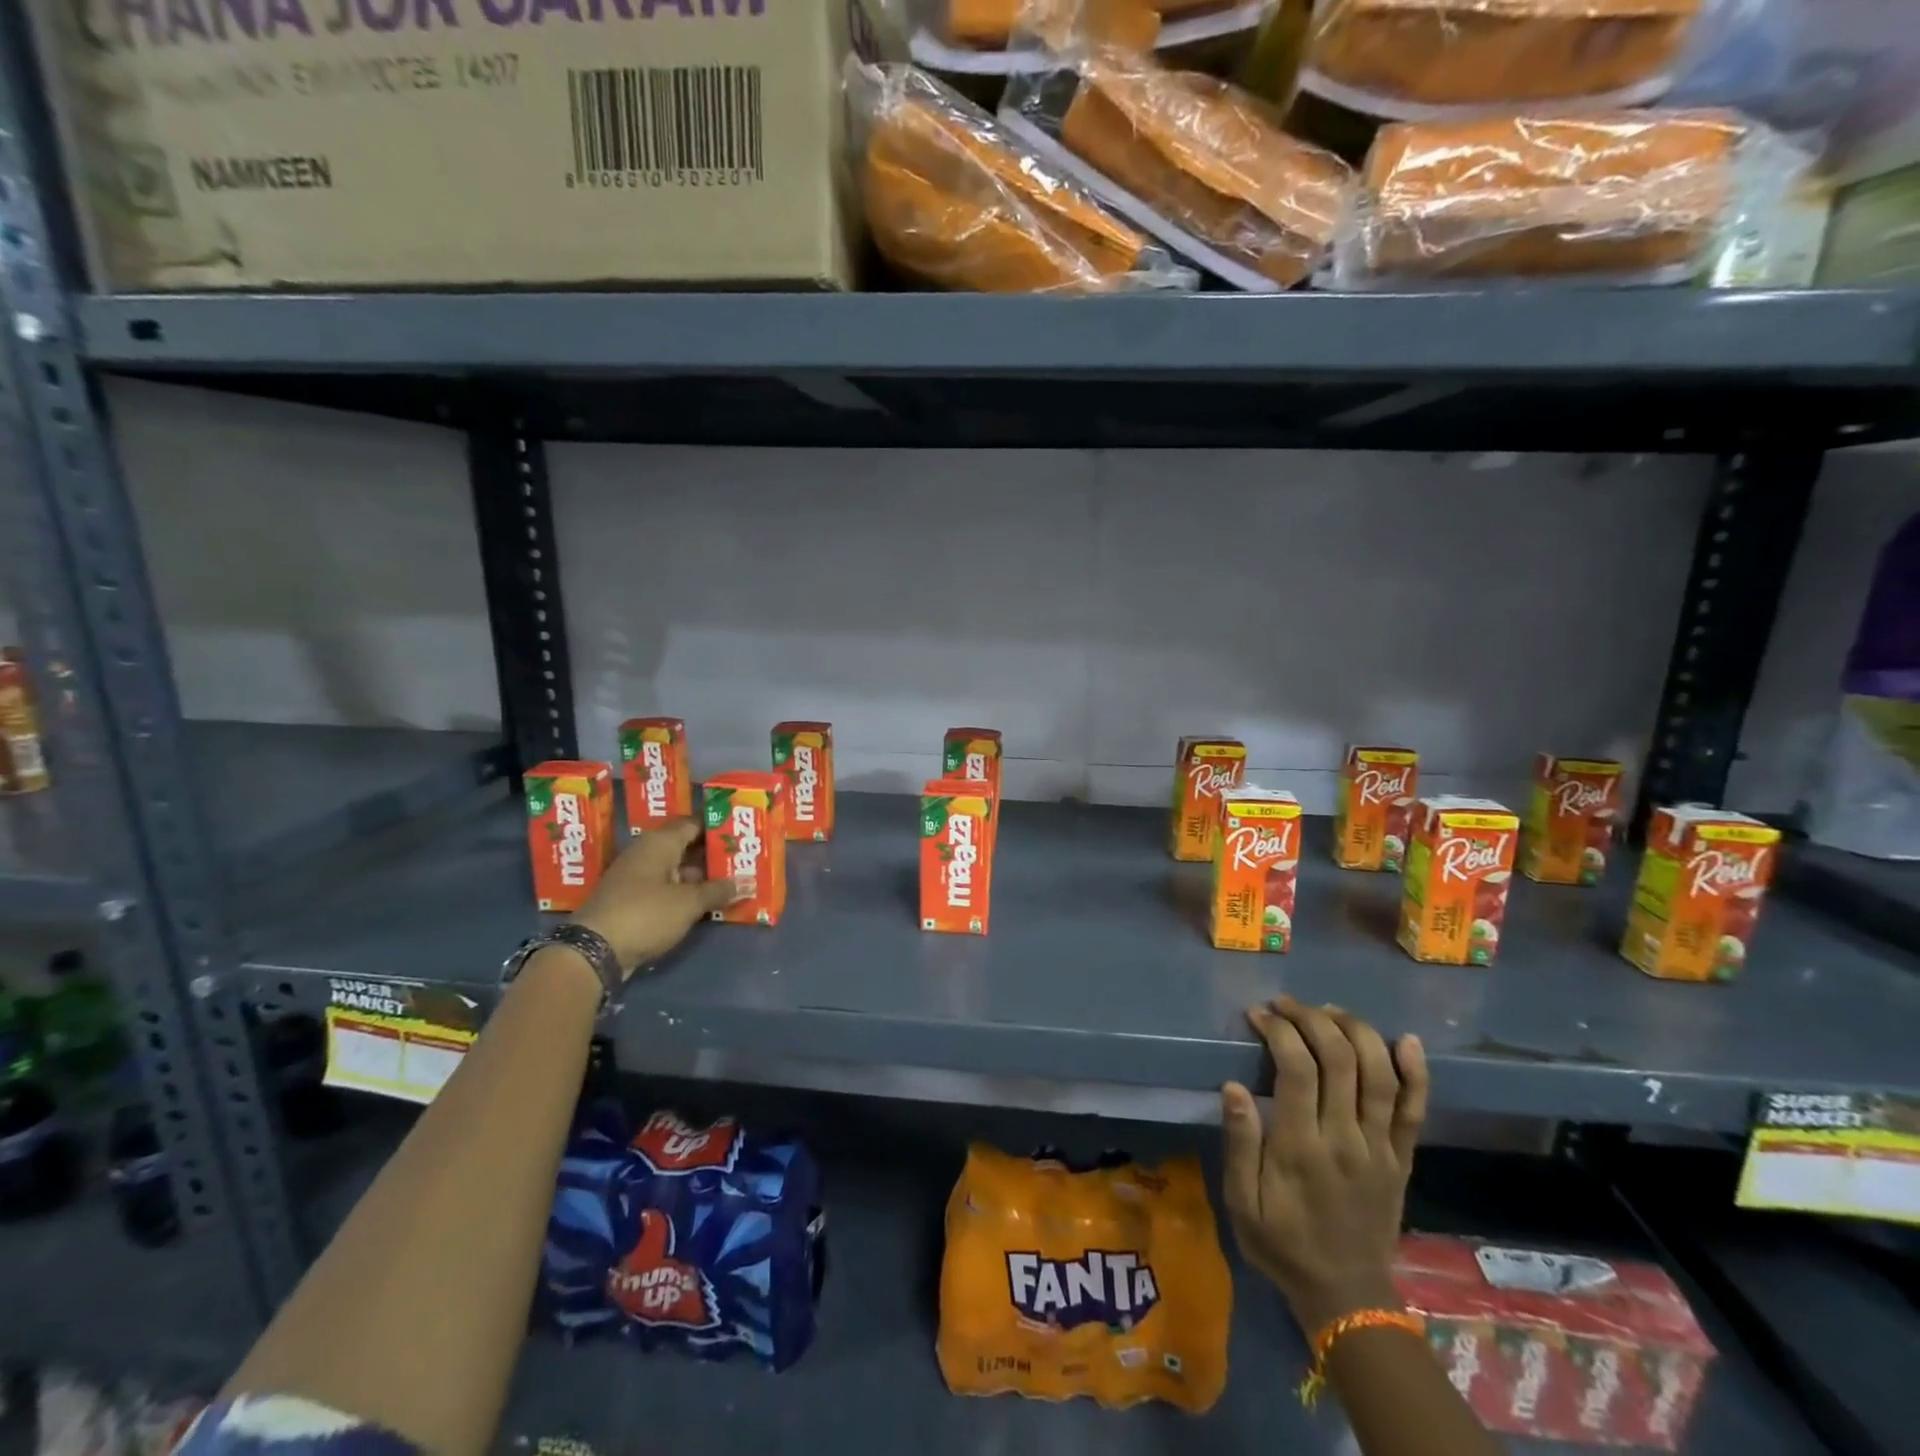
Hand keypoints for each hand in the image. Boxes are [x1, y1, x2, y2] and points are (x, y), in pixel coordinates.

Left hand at [568, 819, 745, 976]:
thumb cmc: (646, 914)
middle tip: (744, 859)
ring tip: (734, 881)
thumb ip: (719, 890)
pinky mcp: (633, 900)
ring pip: (678, 869)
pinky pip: (668, 888)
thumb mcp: (689, 903)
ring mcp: (638, 877)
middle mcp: (647, 853)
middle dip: (714, 854)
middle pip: (687, 846)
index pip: (694, 823)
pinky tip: (709, 902)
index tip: (743, 833)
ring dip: (703, 877)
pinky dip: (687, 893)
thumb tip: (748, 882)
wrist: (594, 951)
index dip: (718, 827)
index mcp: (660, 842)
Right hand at [1221, 996, 1428, 1336]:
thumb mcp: (1242, 1202)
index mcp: (1302, 1148)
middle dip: (1311, 1018)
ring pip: (1380, 1074)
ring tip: (1328, 1010)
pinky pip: (1416, 1109)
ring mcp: (1381, 1148)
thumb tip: (1232, 1086)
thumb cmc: (1282, 1244)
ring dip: (1355, 1031)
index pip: (1297, 1069)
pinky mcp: (1403, 1158)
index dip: (1279, 1030)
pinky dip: (1416, 1072)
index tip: (1257, 1015)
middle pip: (1340, 1059)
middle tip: (1285, 1004)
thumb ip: (1239, 1144)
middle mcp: (1347, 1139)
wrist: (1347, 1297)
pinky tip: (1405, 1039)